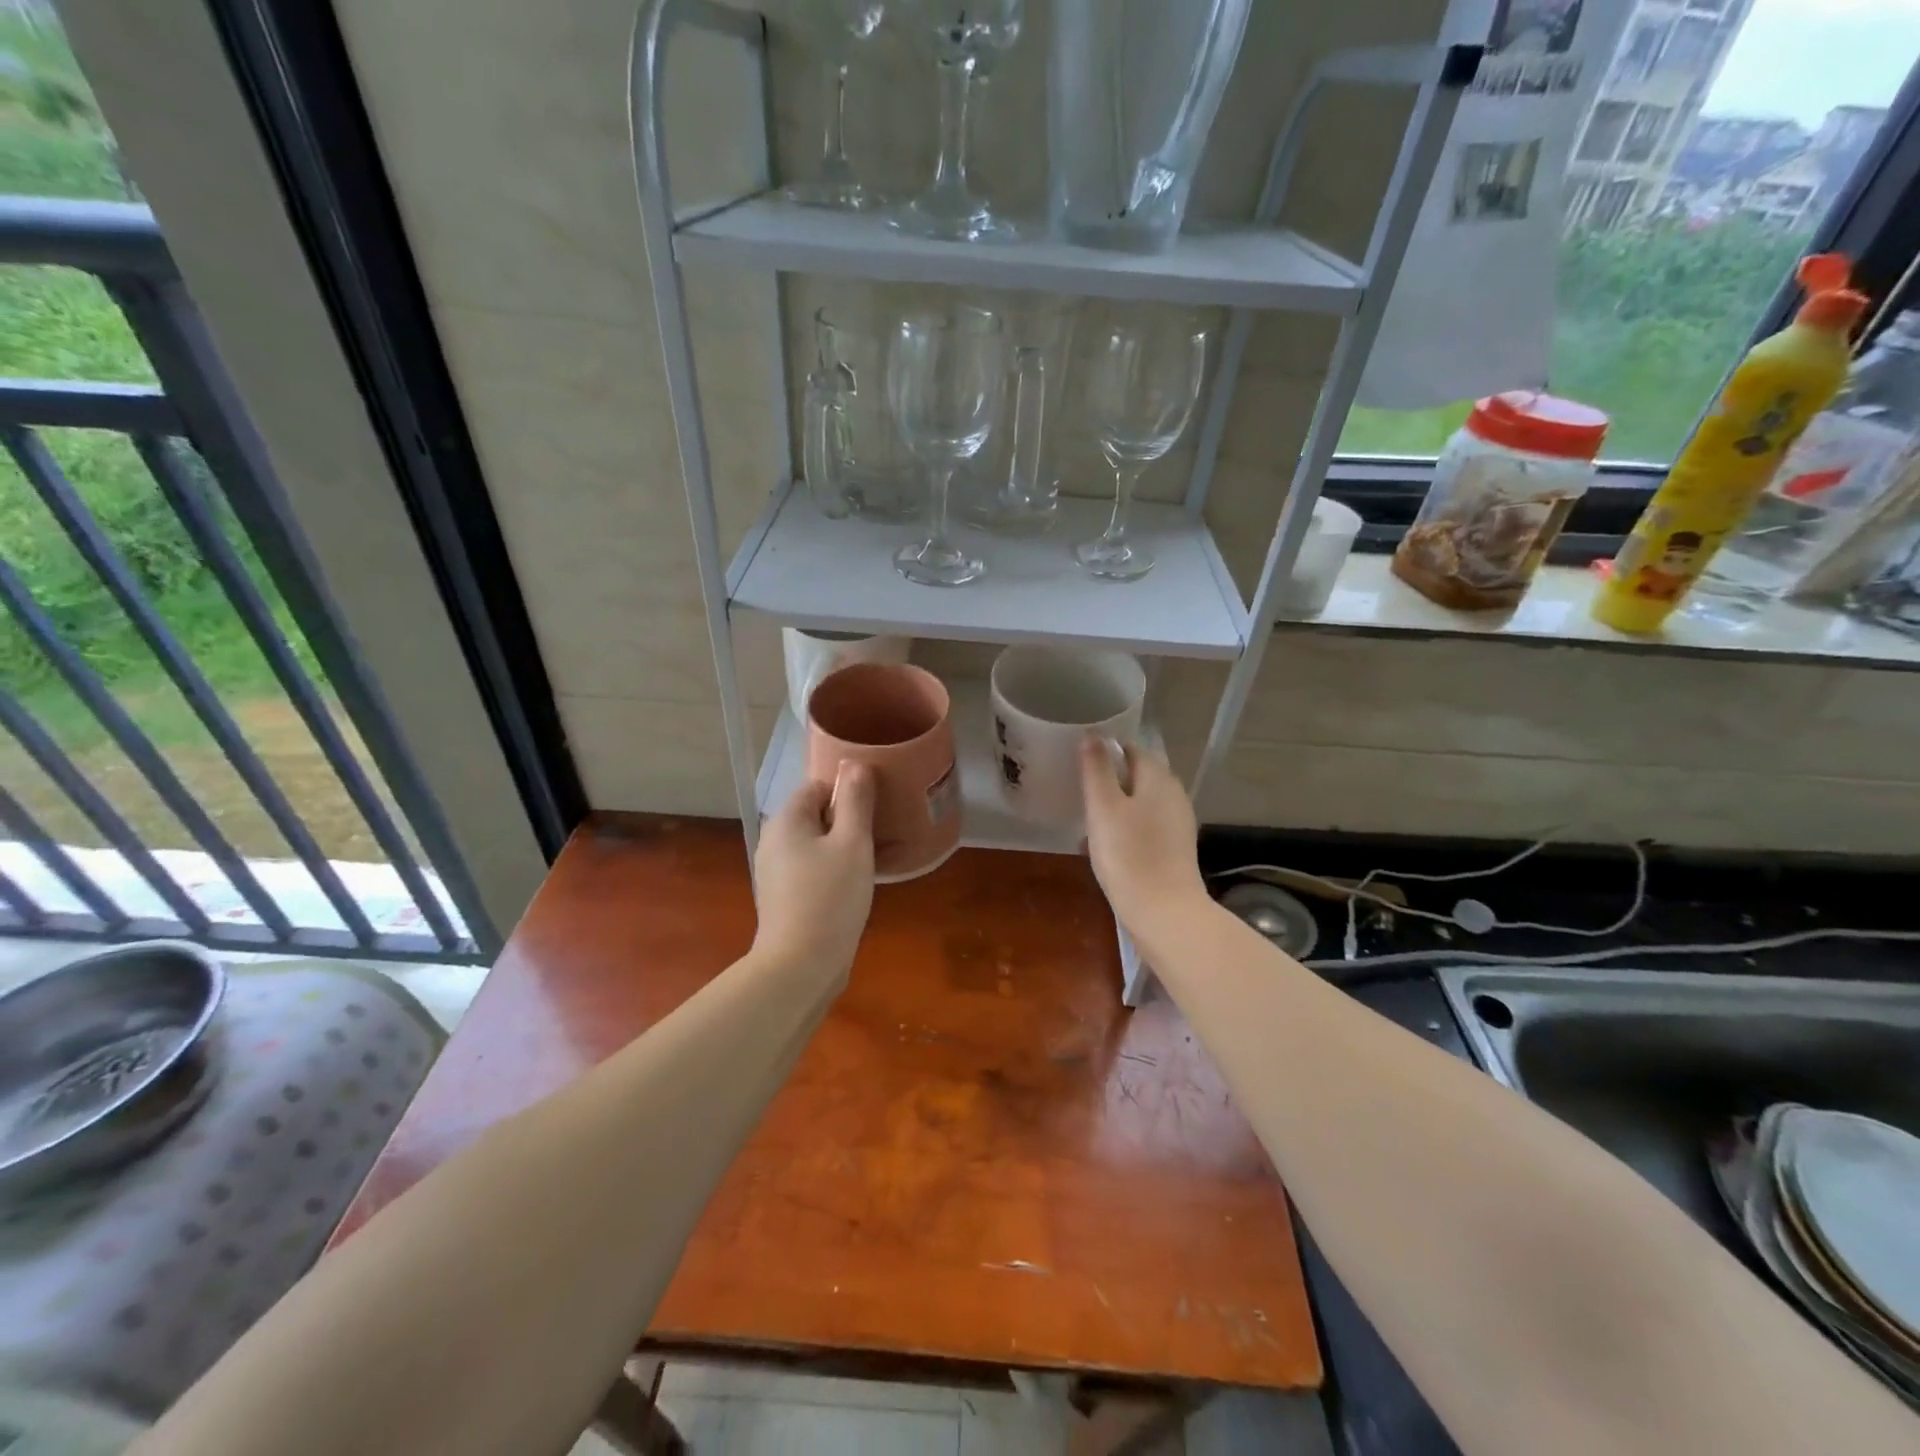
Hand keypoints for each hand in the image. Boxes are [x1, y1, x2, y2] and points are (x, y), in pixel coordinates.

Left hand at [752, 763, 876, 984]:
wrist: (800, 965)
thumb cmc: (829, 896)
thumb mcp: (852, 843)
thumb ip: (855, 800)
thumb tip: (855, 764)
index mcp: (786, 821)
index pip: (818, 786)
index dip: (849, 792)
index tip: (878, 806)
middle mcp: (775, 841)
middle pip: (818, 816)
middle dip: (852, 820)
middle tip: (886, 831)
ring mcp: (778, 873)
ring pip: (819, 845)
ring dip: (849, 846)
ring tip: (884, 855)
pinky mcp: (787, 898)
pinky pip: (817, 870)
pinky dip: (839, 869)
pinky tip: (866, 882)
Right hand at [1080, 737, 1206, 936]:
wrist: (1165, 914)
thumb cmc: (1129, 855)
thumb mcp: (1104, 807)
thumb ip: (1097, 769)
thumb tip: (1093, 734)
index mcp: (1158, 778)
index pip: (1131, 749)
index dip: (1105, 751)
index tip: (1079, 763)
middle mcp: (1174, 795)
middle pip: (1138, 776)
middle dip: (1110, 780)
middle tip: (1079, 792)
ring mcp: (1177, 824)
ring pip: (1141, 803)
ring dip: (1115, 807)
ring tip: (1087, 821)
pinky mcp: (1175, 850)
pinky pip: (1145, 828)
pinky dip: (1125, 830)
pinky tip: (1105, 848)